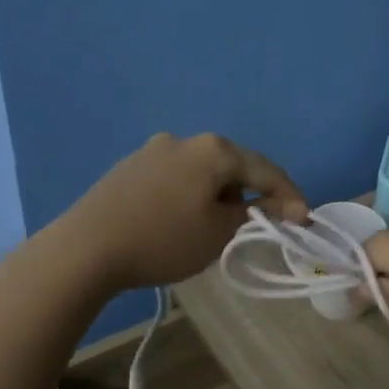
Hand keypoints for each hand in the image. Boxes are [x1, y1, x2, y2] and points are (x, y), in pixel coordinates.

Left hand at [60, 133, 306, 291]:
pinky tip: (184, 217)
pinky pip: (176, 176)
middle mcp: (186, 139)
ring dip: (220, 192)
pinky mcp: (131, 166)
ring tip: (223, 222)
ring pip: (203, 170)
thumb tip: (281, 206)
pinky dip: (191, 193)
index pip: (266, 170)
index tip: (304, 218)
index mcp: (215, 150)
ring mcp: (154, 149)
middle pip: (234, 165)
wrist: (85, 248)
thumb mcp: (218, 232)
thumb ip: (255, 214)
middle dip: (253, 191)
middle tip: (267, 219)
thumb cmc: (163, 240)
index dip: (289, 195)